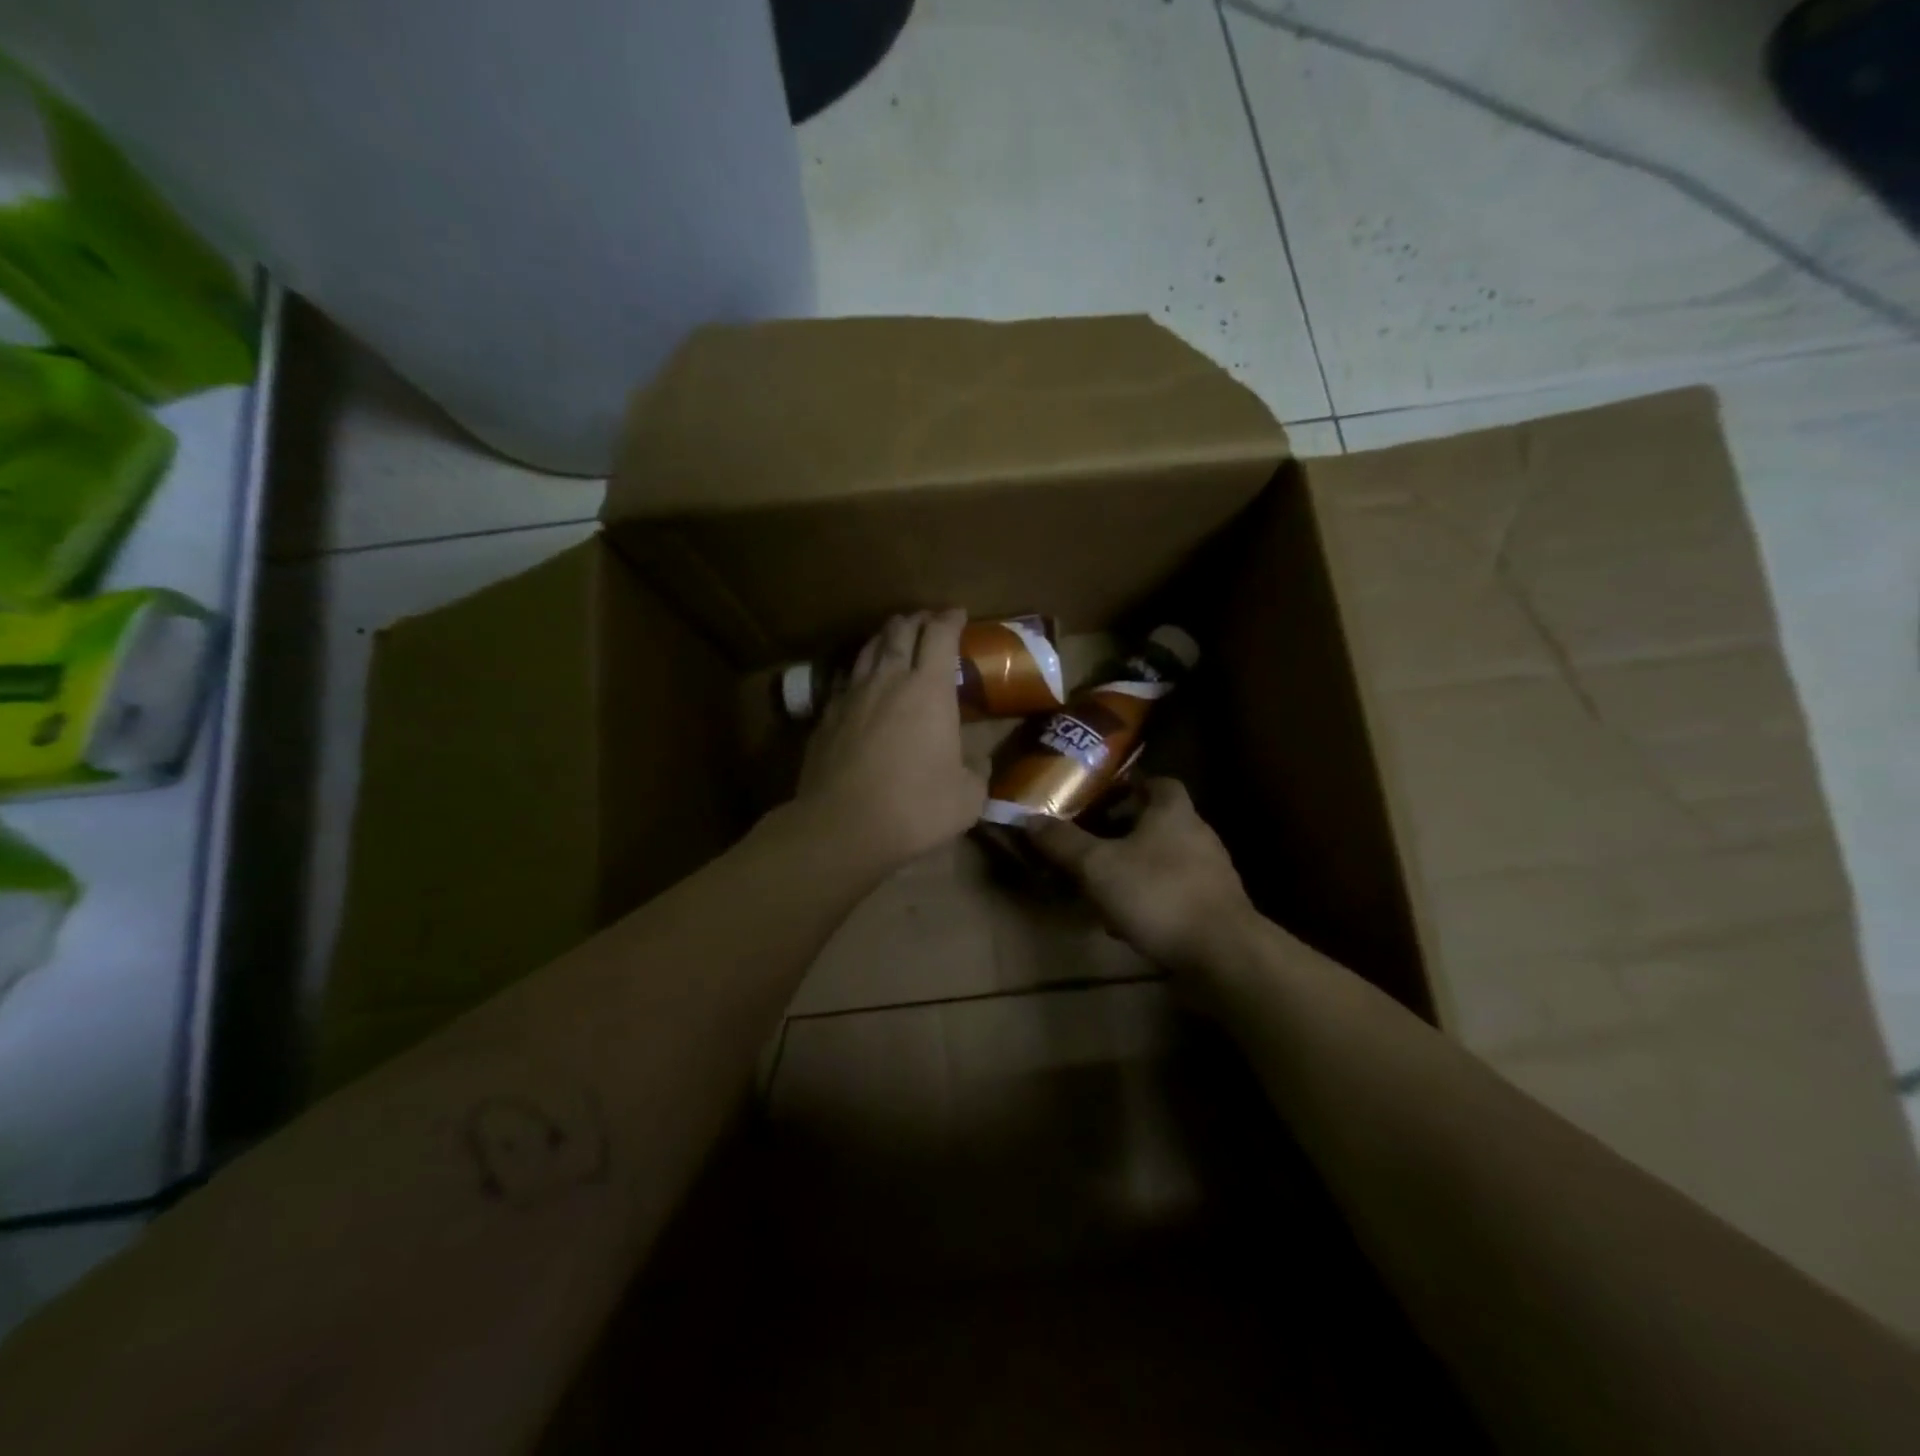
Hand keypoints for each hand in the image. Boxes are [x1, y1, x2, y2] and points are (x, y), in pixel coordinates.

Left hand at [795, 610, 987, 871]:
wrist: (842, 826)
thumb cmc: (915, 807)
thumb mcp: (967, 797)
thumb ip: (976, 771)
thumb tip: (977, 761)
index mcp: (929, 690)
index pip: (940, 635)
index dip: (950, 619)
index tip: (958, 614)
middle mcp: (888, 680)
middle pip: (900, 632)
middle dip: (916, 620)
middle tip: (927, 621)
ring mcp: (852, 696)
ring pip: (868, 649)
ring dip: (885, 637)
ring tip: (894, 637)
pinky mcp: (826, 717)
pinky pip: (846, 679)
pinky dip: (860, 671)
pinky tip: (862, 681)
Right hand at [1027, 778, 1258, 973]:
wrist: (1223, 955)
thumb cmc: (1159, 894)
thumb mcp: (1098, 866)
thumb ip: (1063, 842)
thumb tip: (1027, 818)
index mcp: (1173, 811)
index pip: (1156, 782)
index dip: (1127, 786)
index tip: (1097, 800)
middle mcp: (1197, 834)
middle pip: (1156, 821)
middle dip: (1122, 831)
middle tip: (1088, 843)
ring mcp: (1210, 873)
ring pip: (1163, 859)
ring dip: (1133, 868)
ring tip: (1099, 885)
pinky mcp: (1214, 907)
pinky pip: (1173, 892)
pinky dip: (1149, 899)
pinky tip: (1125, 921)